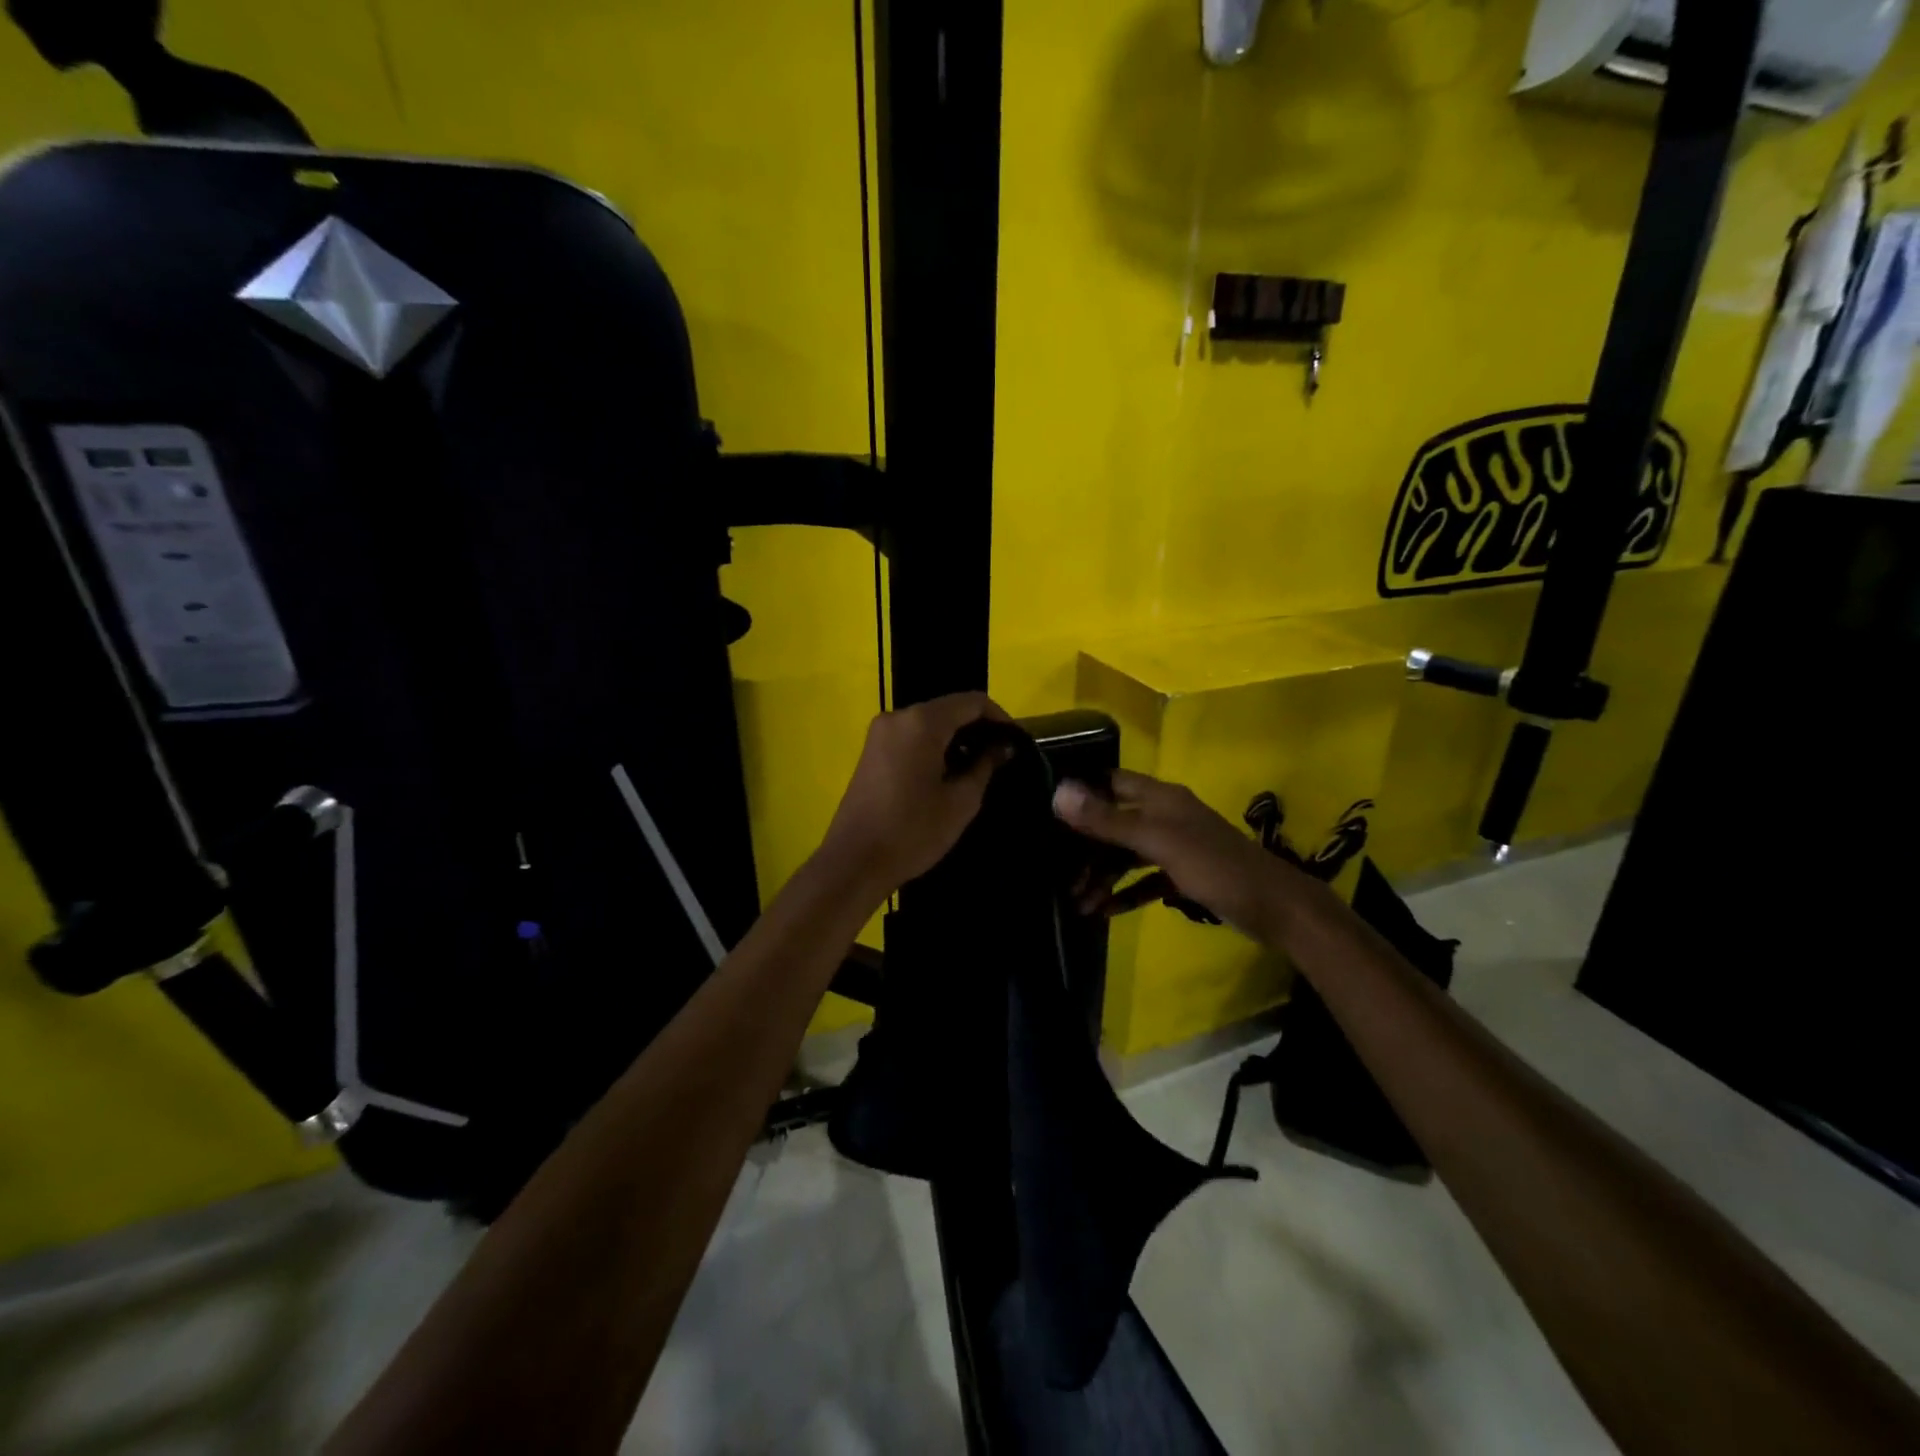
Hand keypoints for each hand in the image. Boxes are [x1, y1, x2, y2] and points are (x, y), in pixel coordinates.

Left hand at [817, 692, 1014, 896]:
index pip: (971, 701)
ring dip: (955, 737)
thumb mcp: (960, 801)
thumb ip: (985, 766)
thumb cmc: (913, 831)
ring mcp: (881, 733)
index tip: (1015, 741)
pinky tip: (947, 772)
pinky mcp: (872, 750)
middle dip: (977, 727)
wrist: (855, 861)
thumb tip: (1003, 746)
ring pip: (929, 722)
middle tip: (999, 757)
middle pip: (948, 708)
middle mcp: (898, 717)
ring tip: (977, 767)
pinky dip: (934, 745)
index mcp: (922, 723)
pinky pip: (912, 735)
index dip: (999, 717)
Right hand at [1053, 770, 1282, 936]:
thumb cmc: (1214, 866)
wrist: (1274, 908)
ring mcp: (1175, 846)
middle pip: (1115, 823)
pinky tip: (1105, 911)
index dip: (1081, 791)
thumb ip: (1108, 820)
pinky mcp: (1184, 874)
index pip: (1111, 782)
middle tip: (1058, 874)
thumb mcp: (1157, 842)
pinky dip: (1126, 892)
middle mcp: (1165, 816)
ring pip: (1127, 854)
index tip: (1047, 811)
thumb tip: (1058, 792)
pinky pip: (1145, 879)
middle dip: (1087, 847)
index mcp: (1160, 798)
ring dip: (1102, 875)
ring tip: (1077, 902)